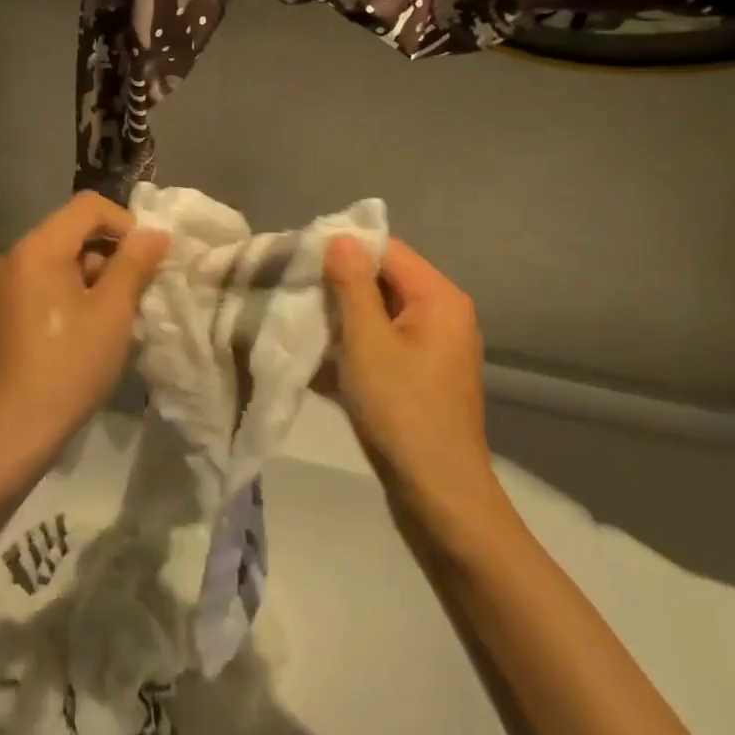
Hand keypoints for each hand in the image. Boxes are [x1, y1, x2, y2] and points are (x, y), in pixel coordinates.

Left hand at [0, 192, 168, 485]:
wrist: (10, 435)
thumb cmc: (68, 368)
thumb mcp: (112, 313)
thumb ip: (135, 264)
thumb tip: (154, 232)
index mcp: (36, 249)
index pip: (89, 207)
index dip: (125, 224)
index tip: (146, 261)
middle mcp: (12, 257)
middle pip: (72, 232)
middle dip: (110, 255)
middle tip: (135, 295)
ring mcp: (1, 286)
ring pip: (59, 261)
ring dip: (92, 278)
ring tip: (113, 319)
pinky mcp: (0, 313)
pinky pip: (43, 284)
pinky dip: (70, 295)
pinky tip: (86, 332)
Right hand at [323, 236, 502, 527]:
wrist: (438, 496)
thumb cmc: (401, 410)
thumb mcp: (366, 341)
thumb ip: (351, 284)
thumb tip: (340, 238)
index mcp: (438, 297)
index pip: (386, 249)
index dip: (343, 248)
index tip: (299, 257)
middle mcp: (441, 315)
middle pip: (382, 281)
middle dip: (337, 285)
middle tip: (292, 290)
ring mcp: (431, 349)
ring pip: (377, 315)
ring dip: (339, 319)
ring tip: (296, 321)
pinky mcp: (419, 377)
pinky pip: (380, 346)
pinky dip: (351, 348)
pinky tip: (314, 359)